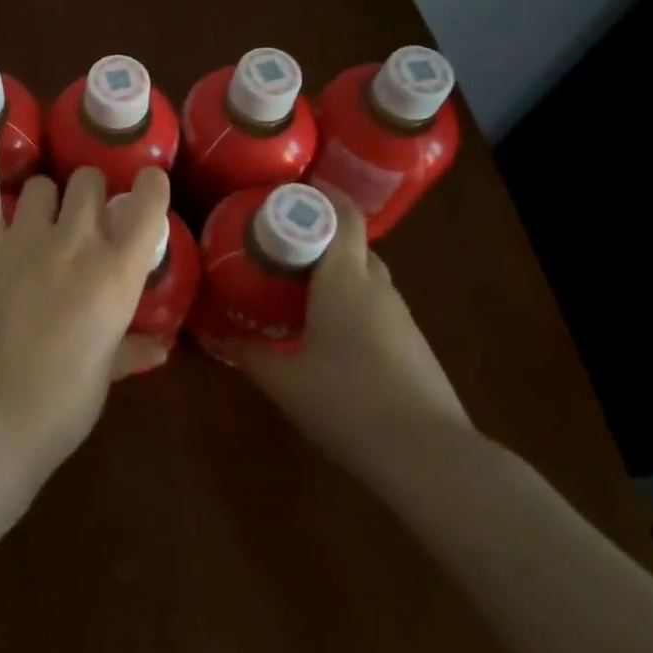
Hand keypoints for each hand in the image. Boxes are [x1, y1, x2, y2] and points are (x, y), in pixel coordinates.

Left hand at [0, 129, 171, 481]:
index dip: (149, 186)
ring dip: (47, 196)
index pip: (147, 203)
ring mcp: (24, 236)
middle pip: (88, 182)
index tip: (145, 186)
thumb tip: (161, 347)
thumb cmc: (61, 404)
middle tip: (84, 220)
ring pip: (43, 184)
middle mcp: (76, 241)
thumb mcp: (106, 375)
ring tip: (41, 217)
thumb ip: (133, 349)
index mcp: (117, 273)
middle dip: (90, 194)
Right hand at [235, 195, 470, 474]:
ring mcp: (401, 317)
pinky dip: (354, 305)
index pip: (342, 215)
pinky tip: (333, 336)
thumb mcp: (284, 381)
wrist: (431, 459)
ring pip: (367, 277)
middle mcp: (377, 287)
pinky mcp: (414, 346)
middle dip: (320, 238)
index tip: (288, 193)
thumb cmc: (348, 404)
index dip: (320, 196)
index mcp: (345, 279)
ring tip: (300, 292)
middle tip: (281, 249)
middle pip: (353, 244)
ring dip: (337, 274)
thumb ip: (250, 353)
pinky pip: (378, 307)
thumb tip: (222, 337)